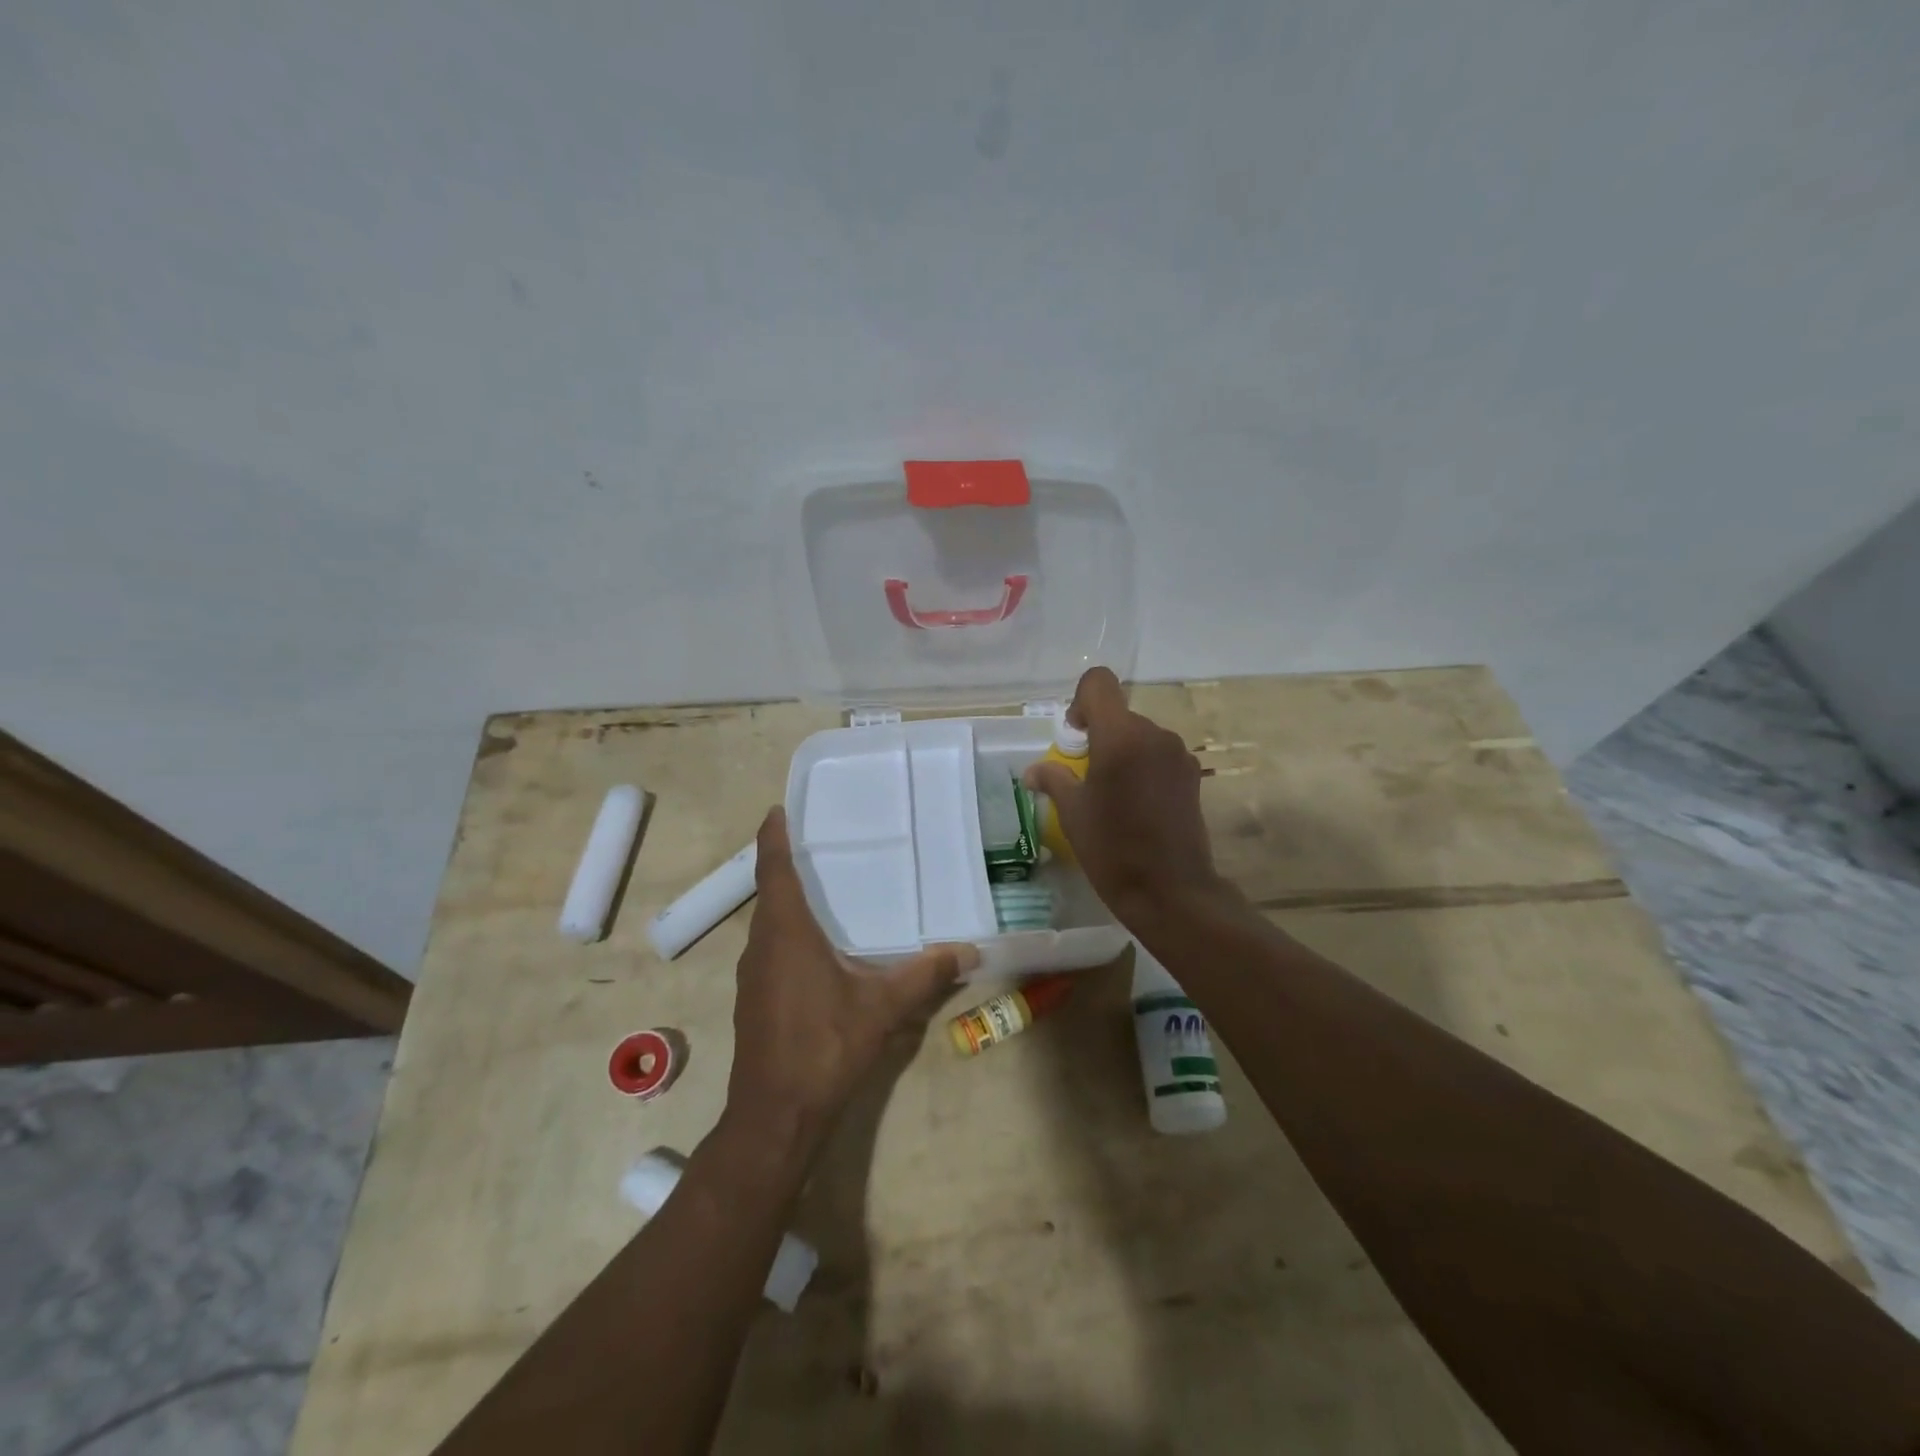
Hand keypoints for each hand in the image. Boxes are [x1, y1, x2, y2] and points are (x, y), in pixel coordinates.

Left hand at [726, 808, 977, 1152]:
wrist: (775, 1115)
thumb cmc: (824, 1047)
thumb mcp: (882, 1007)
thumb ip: (925, 974)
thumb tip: (969, 950)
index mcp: (786, 933)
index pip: (773, 870)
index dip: (773, 837)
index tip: (778, 809)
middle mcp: (762, 945)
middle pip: (769, 892)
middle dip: (786, 863)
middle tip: (819, 841)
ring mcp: (752, 974)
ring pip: (768, 922)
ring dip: (786, 900)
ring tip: (823, 886)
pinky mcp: (754, 998)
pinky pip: (769, 947)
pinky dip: (787, 931)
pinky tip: (817, 945)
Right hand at [1023, 667, 1231, 927]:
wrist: (1171, 891)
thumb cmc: (1113, 849)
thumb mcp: (1073, 813)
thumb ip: (1054, 779)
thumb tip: (1033, 771)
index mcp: (1120, 737)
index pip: (1099, 683)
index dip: (1081, 702)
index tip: (1075, 738)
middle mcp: (1154, 735)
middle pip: (1119, 714)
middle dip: (1099, 736)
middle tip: (1086, 777)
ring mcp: (1178, 754)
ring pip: (1140, 736)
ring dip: (1122, 753)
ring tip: (1113, 796)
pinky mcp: (1192, 775)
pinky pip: (1158, 755)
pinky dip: (1143, 767)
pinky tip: (1138, 805)